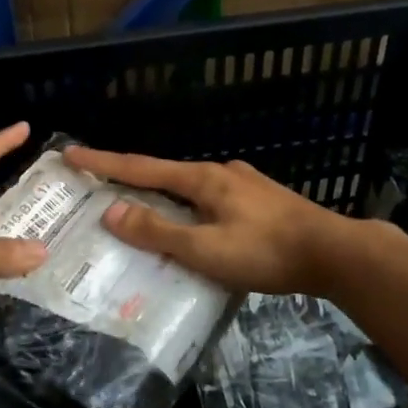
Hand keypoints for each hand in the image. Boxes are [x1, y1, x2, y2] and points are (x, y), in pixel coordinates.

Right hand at [62, 146, 353, 296]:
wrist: (336, 253)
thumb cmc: (267, 252)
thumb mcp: (206, 249)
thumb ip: (159, 231)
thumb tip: (111, 211)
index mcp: (203, 179)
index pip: (141, 167)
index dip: (104, 163)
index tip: (71, 153)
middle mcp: (220, 172)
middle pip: (164, 173)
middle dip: (130, 178)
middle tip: (100, 186)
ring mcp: (243, 184)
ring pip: (190, 187)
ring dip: (162, 195)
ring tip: (143, 211)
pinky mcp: (260, 201)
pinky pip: (210, 199)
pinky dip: (188, 207)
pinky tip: (194, 225)